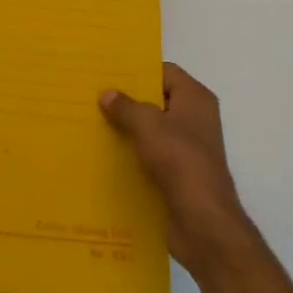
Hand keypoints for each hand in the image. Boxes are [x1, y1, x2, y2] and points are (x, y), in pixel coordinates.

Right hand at [101, 63, 253, 274]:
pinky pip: (148, 155)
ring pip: (150, 130)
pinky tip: (102, 154)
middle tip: (90, 95)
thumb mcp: (148, 126)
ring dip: (125, 129)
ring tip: (89, 122)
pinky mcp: (176, 174)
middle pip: (156, 100)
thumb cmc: (180, 161)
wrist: (202, 222)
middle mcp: (194, 119)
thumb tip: (107, 94)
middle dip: (126, 100)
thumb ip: (126, 106)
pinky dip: (129, 154)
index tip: (106, 72)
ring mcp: (186, 149)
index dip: (138, 70)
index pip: (165, 72)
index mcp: (195, 99)